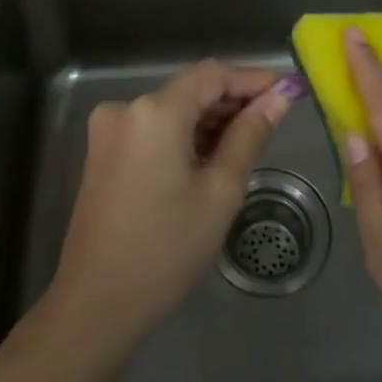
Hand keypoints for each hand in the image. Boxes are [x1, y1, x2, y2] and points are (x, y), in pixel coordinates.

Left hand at [49, 60, 290, 355]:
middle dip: (232, 100)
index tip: (286, 89)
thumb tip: (280, 97)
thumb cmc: (166, 251)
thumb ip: (250, 135)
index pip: (213, 74)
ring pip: (172, 109)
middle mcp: (126, 107)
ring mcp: (110, 130)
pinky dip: (183, 135)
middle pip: (190, 89)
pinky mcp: (103, 152)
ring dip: (209, 119)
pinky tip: (210, 156)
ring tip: (248, 141)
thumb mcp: (220, 192)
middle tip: (274, 119)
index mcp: (155, 111)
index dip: (251, 78)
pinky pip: (153, 128)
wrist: (95, 308)